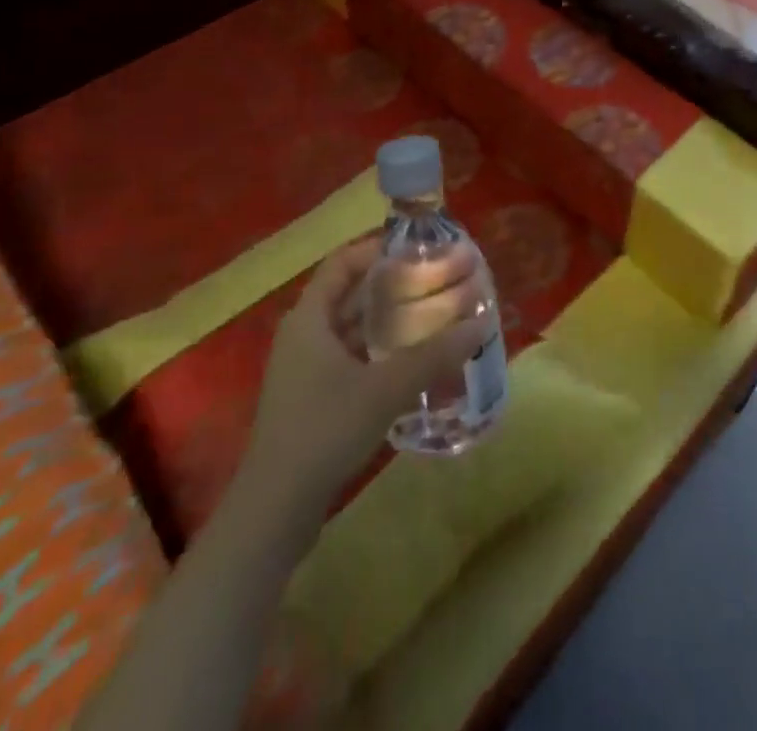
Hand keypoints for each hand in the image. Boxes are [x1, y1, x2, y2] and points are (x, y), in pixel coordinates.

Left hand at [242, 236, 488, 515]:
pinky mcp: (312, 398)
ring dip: (388, 321)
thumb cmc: (325, 430)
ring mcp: (305, 369)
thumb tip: (482, 324)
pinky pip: (350, 358)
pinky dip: (379, 351)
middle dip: (392, 286)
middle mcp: (304, 335)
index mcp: (309, 317)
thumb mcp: (385, 388)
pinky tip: (412, 361)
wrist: (275, 509)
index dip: (378, 249)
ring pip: (351, 329)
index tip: (418, 247)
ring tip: (432, 314)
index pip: (343, 263)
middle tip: (436, 280)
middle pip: (350, 295)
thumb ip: (434, 355)